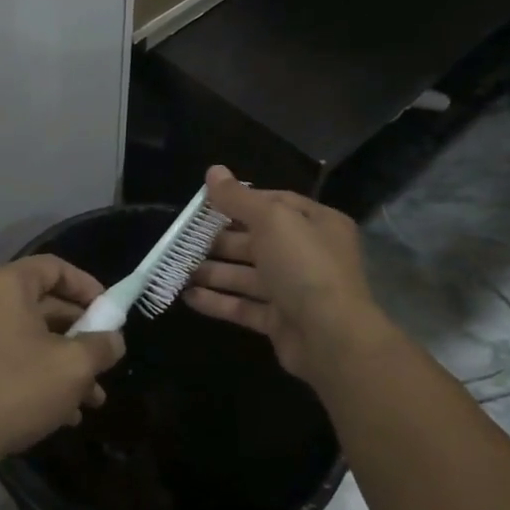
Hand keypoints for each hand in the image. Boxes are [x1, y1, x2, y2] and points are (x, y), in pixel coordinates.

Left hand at [0, 256, 125, 468]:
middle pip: (46, 304)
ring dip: (67, 363)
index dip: (88, 286)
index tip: (111, 313)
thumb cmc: (17, 389)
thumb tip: (113, 340)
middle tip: (106, 359)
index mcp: (7, 286)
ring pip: (34, 338)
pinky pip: (16, 358)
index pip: (55, 267)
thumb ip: (101, 345)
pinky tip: (67, 414)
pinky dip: (43, 376)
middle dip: (82, 335)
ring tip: (95, 398)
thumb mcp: (73, 367)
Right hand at [183, 166, 388, 384]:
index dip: (240, 200)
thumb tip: (213, 170)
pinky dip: (217, 301)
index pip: (275, 203)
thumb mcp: (271, 220)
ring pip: (246, 275)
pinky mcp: (279, 321)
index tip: (204, 203)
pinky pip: (244, 306)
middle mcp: (307, 254)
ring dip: (212, 271)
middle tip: (182, 238)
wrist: (332, 339)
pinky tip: (187, 296)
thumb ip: (239, 198)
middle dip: (219, 240)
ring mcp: (293, 289)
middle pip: (256, 240)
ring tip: (177, 267)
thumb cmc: (305, 266)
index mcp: (316, 223)